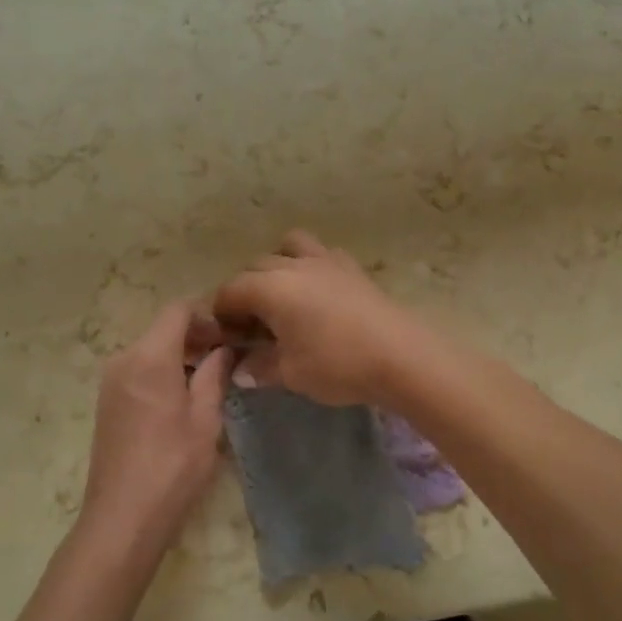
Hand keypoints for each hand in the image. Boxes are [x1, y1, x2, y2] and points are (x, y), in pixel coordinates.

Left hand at [81, 301, 231, 556]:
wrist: (122, 518)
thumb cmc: (172, 466)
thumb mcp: (205, 419)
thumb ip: (214, 375)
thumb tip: (225, 349)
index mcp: (149, 357)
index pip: (178, 311)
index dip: (208, 315)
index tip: (233, 333)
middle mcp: (124, 359)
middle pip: (163, 328)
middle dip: (196, 335)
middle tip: (229, 356)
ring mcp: (111, 381)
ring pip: (151, 350)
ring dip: (180, 355)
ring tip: (211, 378)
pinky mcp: (107, 402)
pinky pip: (138, 370)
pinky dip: (163, 371)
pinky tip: (183, 398)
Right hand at [211, 231, 426, 406]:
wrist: (400, 356)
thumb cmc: (337, 365)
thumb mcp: (291, 373)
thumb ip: (260, 367)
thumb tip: (241, 368)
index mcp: (270, 288)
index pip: (230, 291)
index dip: (221, 314)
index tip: (225, 339)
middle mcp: (293, 265)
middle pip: (255, 267)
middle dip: (245, 292)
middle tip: (251, 327)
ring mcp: (326, 260)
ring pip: (289, 247)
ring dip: (277, 265)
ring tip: (282, 297)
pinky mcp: (352, 267)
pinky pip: (321, 253)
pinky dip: (310, 266)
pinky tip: (318, 293)